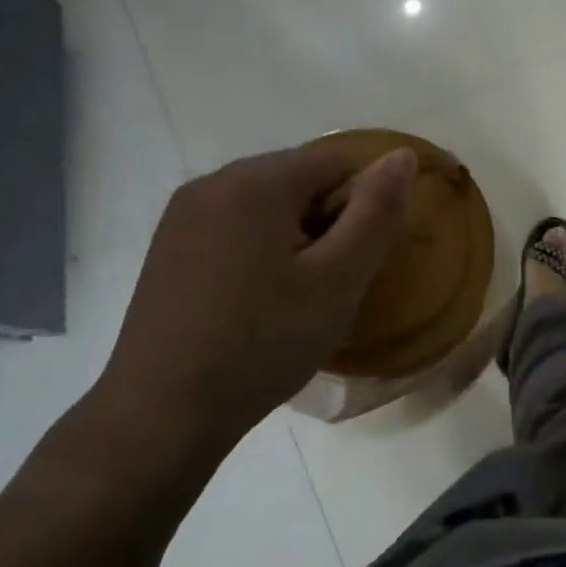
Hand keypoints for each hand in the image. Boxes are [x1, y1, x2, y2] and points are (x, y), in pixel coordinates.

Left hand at [82, 141, 415, 483]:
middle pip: (298, 178)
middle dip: (326, 221)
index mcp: (255, 181)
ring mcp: (182, 214)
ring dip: (295, 237)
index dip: (362, 205)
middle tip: (329, 285)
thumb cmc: (262, 343)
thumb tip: (402, 156)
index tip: (357, 259)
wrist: (163, 411)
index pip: (337, 160)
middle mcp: (212, 182)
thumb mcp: (337, 281)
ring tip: (293, 297)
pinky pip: (234, 227)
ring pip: (266, 205)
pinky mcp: (168, 246)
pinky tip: (255, 301)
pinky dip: (259, 250)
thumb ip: (376, 214)